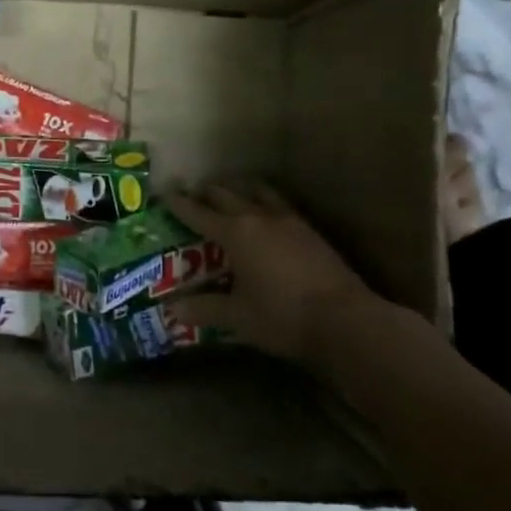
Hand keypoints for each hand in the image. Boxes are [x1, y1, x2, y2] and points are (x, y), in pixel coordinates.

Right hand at [168, 185, 397, 371]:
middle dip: (206, 193)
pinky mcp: (310, 230)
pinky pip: (279, 203)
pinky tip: (266, 212)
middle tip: (192, 194)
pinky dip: (264, 200)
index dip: (179, 204)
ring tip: (230, 192)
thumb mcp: (237, 317)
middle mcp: (258, 218)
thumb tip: (171, 309)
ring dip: (239, 189)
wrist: (346, 320)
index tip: (164, 193)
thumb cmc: (282, 317)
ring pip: (257, 192)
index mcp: (235, 233)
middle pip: (226, 195)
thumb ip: (203, 309)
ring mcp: (289, 221)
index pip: (198, 213)